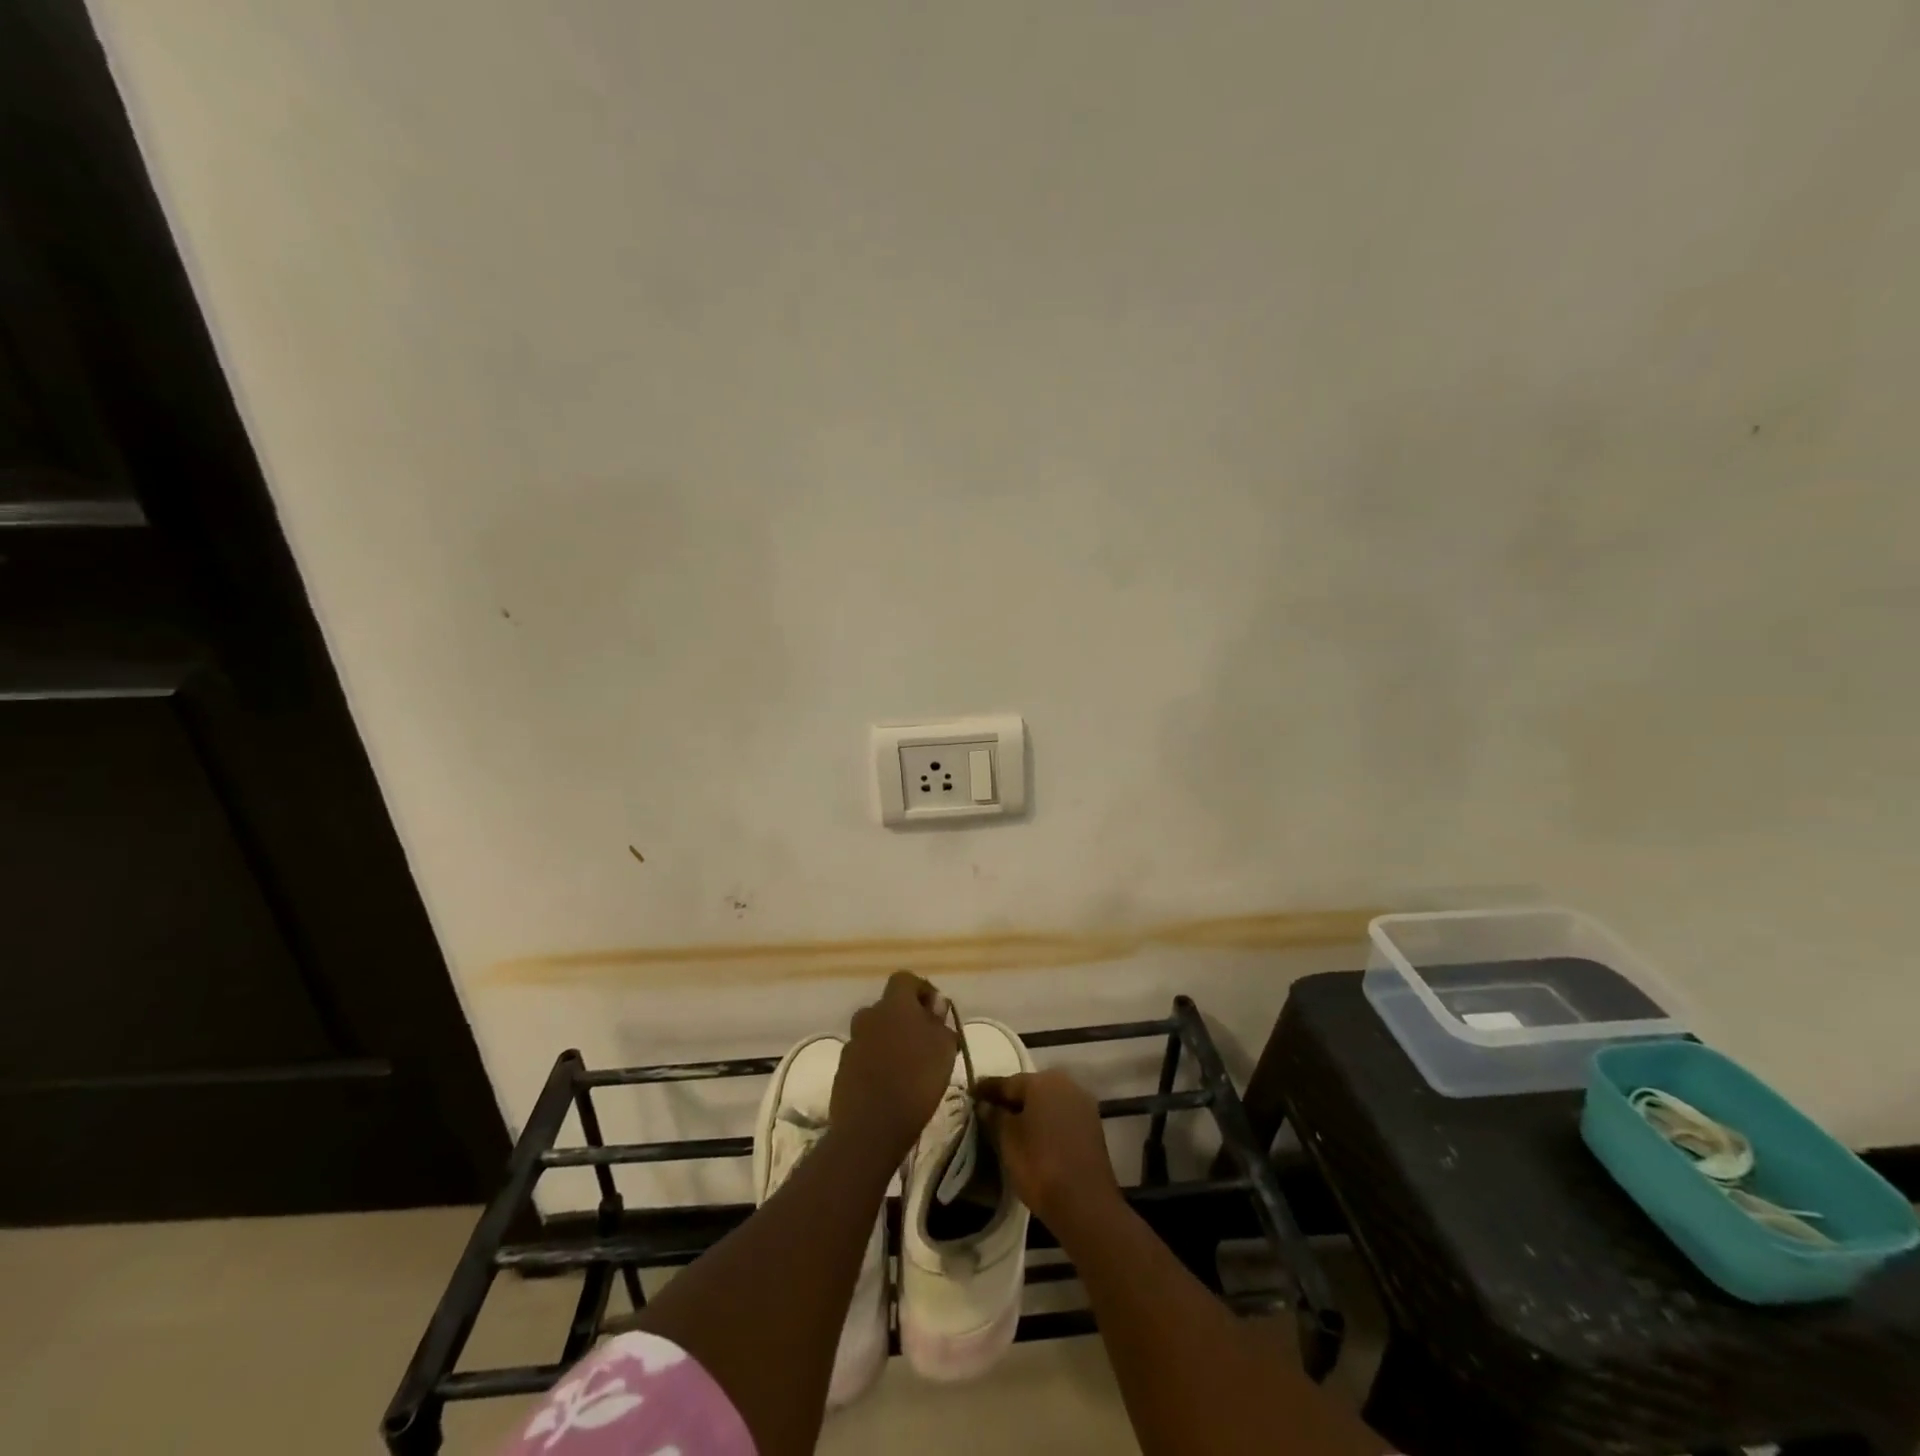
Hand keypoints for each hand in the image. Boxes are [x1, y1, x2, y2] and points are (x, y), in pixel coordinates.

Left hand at [831, 972, 958, 1161]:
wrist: (871, 1127)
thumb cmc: (916, 1080)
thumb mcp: (944, 1048)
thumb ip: (940, 1023)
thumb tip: (935, 1008)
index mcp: (893, 1004)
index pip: (905, 980)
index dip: (922, 991)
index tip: (937, 1012)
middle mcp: (868, 1016)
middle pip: (888, 1008)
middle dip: (906, 1019)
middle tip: (925, 1042)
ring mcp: (852, 1043)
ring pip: (875, 1033)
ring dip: (890, 1042)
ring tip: (910, 1068)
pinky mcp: (842, 1070)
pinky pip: (864, 1057)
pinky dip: (877, 1064)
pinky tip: (891, 1086)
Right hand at [976, 1069, 1121, 1232]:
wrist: (1085, 1204)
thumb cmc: (1039, 1164)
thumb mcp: (1007, 1140)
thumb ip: (994, 1116)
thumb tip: (985, 1104)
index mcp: (1042, 1081)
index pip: (1007, 1082)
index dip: (987, 1089)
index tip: (971, 1094)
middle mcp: (1066, 1084)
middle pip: (1030, 1089)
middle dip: (1010, 1099)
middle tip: (989, 1110)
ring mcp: (1082, 1105)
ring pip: (1047, 1103)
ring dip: (1029, 1111)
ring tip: (1009, 1126)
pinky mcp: (1092, 1126)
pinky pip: (1060, 1117)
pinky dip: (1046, 1123)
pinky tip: (1034, 1136)